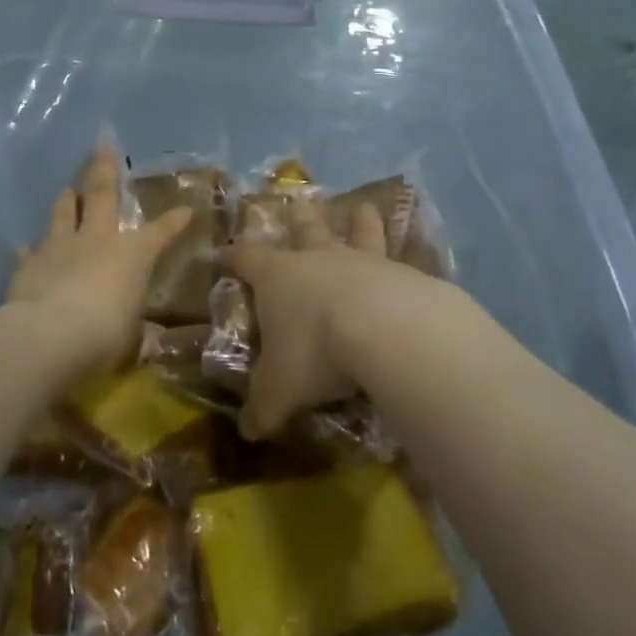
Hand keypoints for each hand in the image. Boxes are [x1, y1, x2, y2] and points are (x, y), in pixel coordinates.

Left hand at [7, 148, 190, 379]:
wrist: (49, 335)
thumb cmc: (104, 334)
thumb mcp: (130, 337)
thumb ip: (137, 331)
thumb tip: (147, 339)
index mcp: (132, 255)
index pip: (159, 233)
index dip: (173, 222)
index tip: (185, 209)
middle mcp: (97, 240)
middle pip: (101, 196)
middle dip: (105, 170)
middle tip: (103, 147)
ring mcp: (61, 247)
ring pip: (63, 213)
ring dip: (66, 200)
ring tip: (67, 188)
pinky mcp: (30, 263)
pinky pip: (31, 251)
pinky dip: (31, 249)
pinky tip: (25, 246)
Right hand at [223, 195, 441, 438]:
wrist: (387, 329)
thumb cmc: (316, 350)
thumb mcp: (279, 388)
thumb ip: (263, 407)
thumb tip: (248, 432)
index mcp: (278, 276)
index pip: (246, 258)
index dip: (232, 257)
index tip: (223, 254)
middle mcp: (317, 259)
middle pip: (304, 229)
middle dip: (298, 219)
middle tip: (298, 203)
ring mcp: (362, 261)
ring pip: (357, 232)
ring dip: (359, 220)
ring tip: (364, 206)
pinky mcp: (402, 273)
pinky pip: (399, 259)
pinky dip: (400, 257)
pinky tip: (412, 260)